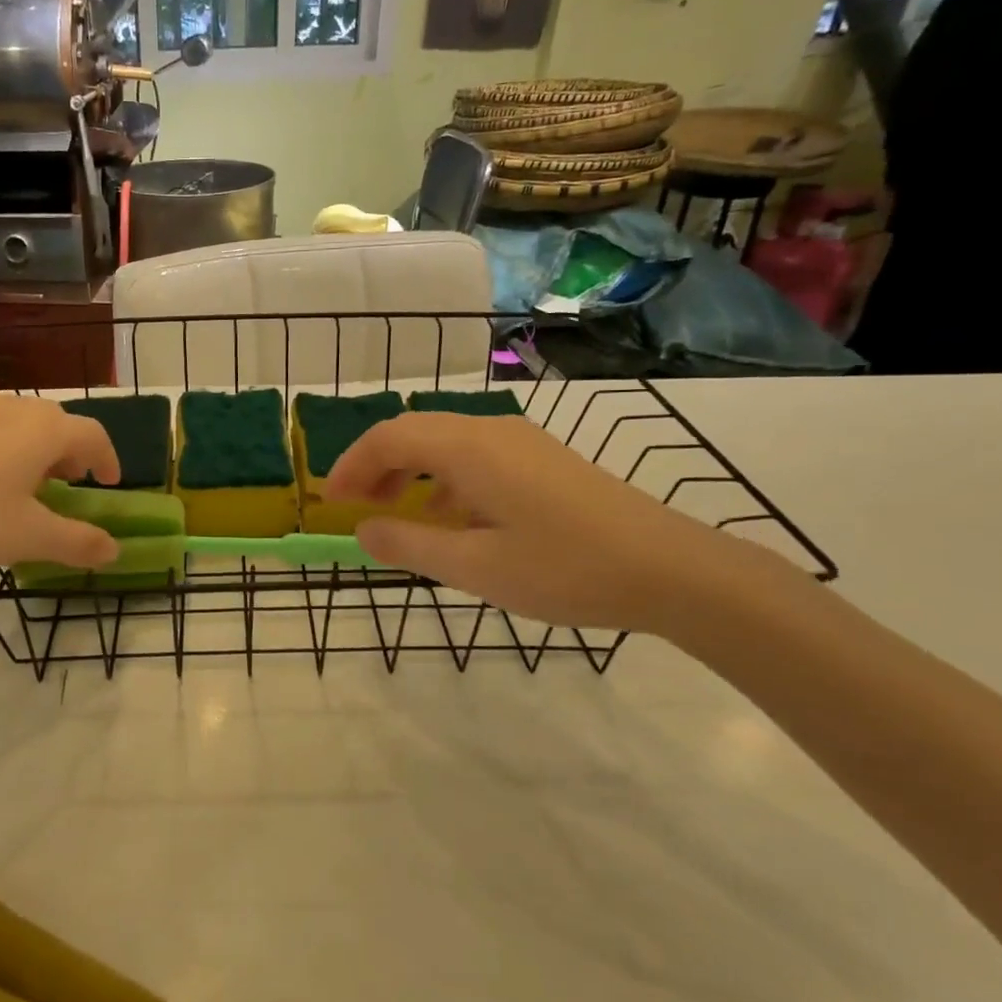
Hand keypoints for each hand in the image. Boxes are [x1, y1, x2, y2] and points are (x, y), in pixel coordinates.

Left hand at [0, 394, 122, 579]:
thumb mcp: (28, 538)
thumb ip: (77, 542)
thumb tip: (114, 550)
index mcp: (43, 430)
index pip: (94, 435)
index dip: (109, 459)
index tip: (110, 483)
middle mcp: (13, 409)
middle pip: (58, 423)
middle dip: (72, 454)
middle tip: (70, 485)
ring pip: (21, 423)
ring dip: (37, 450)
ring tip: (27, 485)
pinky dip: (3, 449)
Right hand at [325, 412, 740, 632]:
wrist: (671, 570)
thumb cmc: (565, 569)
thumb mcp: (475, 568)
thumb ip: (409, 545)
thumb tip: (362, 531)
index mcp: (469, 449)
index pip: (389, 438)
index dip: (351, 465)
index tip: (329, 501)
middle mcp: (491, 431)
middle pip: (415, 432)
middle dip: (376, 466)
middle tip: (354, 507)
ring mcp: (522, 443)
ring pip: (445, 444)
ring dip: (410, 473)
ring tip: (394, 515)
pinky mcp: (543, 461)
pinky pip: (475, 458)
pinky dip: (444, 481)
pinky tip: (450, 520)